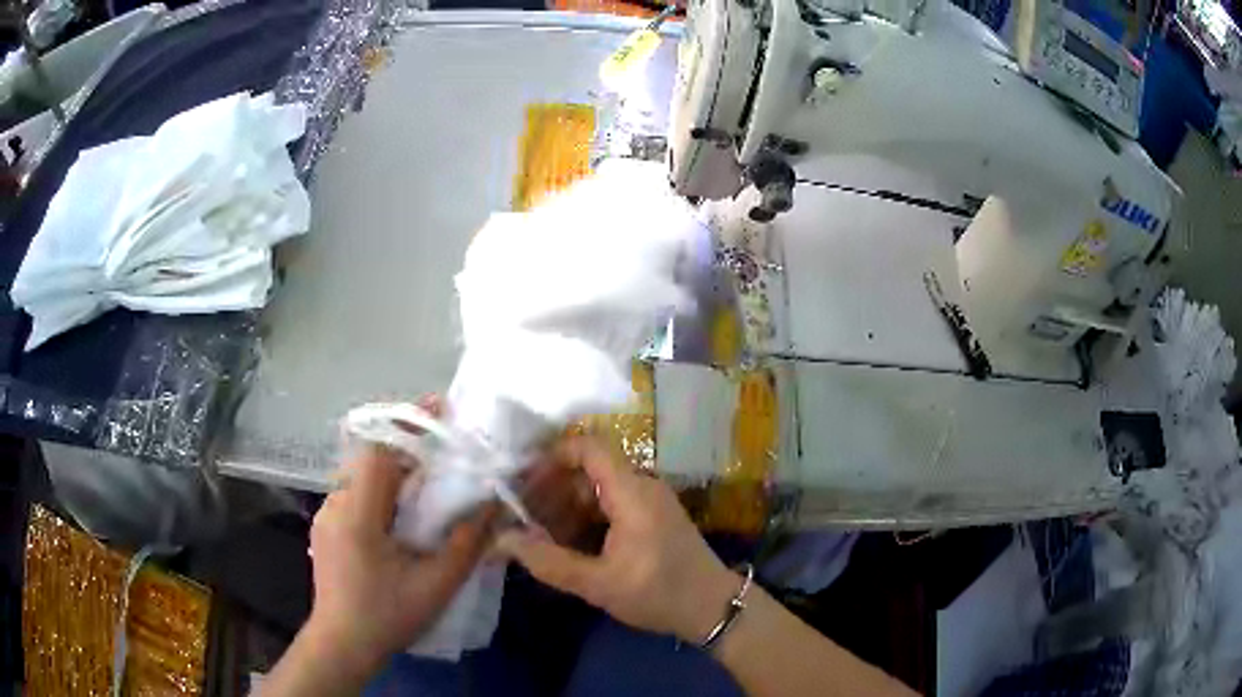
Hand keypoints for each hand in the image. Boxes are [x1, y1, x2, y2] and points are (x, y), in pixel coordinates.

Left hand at [305, 445, 494, 676]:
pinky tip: (398, 508)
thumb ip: (466, 543)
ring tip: (425, 472)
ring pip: (359, 472)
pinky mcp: (326, 527)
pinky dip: (378, 484)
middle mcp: (335, 504)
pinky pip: (353, 491)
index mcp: (358, 513)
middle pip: (368, 454)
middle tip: (442, 443)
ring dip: (391, 463)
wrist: (341, 644)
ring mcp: (326, 515)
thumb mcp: (436, 585)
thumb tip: (493, 506)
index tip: (440, 407)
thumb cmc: (388, 617)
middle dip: (404, 440)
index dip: (408, 423)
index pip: (378, 449)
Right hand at [497, 436, 738, 642]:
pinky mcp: (653, 517)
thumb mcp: (599, 584)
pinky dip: (585, 518)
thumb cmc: (659, 594)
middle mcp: (642, 486)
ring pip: (598, 489)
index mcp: (633, 493)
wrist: (714, 609)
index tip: (522, 483)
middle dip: (551, 489)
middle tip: (521, 516)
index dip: (551, 458)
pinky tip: (566, 543)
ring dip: (566, 506)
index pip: (589, 448)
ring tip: (537, 534)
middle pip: (589, 470)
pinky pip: (611, 504)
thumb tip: (502, 540)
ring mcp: (650, 501)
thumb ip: (549, 561)